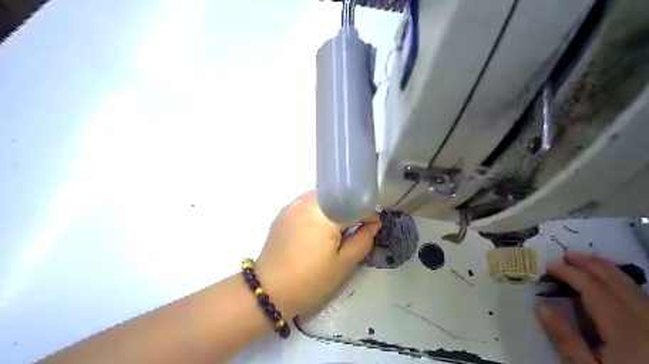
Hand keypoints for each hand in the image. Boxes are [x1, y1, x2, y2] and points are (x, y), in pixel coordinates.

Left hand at [255, 192, 381, 319]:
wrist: (268, 291)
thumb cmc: (310, 281)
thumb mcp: (343, 265)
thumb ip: (363, 240)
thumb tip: (372, 225)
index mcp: (324, 214)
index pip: (354, 205)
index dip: (369, 214)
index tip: (374, 226)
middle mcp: (307, 202)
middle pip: (338, 198)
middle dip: (351, 210)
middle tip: (356, 230)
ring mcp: (292, 205)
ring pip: (323, 199)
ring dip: (335, 210)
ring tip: (337, 230)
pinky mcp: (283, 212)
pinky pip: (308, 204)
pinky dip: (319, 212)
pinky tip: (318, 229)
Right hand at [534, 251, 648, 363]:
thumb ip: (566, 339)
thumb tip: (541, 306)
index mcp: (624, 330)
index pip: (593, 288)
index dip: (570, 273)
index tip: (549, 268)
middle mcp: (645, 319)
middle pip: (614, 281)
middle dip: (588, 263)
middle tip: (564, 256)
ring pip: (631, 284)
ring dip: (604, 268)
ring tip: (583, 260)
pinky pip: (640, 294)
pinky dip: (620, 280)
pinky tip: (609, 278)